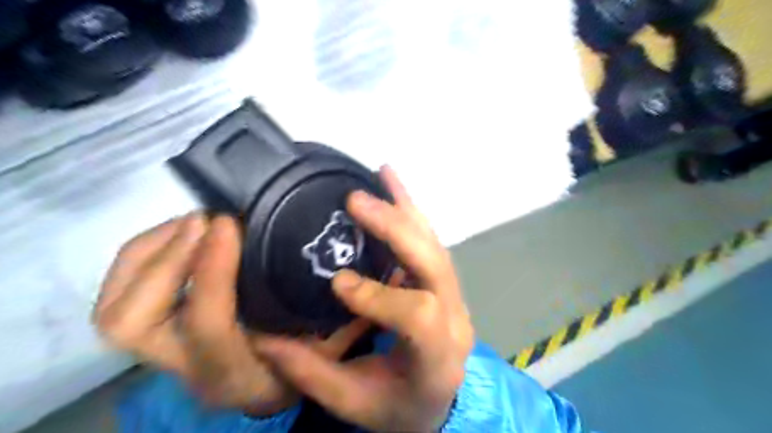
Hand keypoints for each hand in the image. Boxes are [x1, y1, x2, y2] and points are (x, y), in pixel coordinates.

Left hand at [93, 215, 370, 413]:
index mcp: (233, 372)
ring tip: (194, 221)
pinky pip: (119, 296)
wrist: (259, 390)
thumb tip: (378, 271)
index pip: (206, 324)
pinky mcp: (151, 335)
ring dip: (151, 252)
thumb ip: (348, 316)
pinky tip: (181, 233)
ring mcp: (158, 354)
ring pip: (116, 309)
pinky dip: (143, 255)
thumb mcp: (329, 350)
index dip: (211, 270)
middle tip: (205, 219)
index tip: (231, 222)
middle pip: (132, 323)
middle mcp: (184, 369)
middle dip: (164, 261)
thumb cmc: (296, 369)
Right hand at [256, 165, 473, 432]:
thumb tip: (263, 338)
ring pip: (434, 245)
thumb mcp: (353, 402)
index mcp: (437, 357)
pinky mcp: (445, 282)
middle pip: (433, 265)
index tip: (337, 282)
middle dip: (395, 230)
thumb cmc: (397, 407)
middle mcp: (455, 319)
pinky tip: (395, 185)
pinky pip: (430, 240)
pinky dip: (412, 211)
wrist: (436, 403)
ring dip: (406, 209)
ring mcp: (456, 295)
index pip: (419, 315)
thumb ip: (310, 372)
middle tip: (357, 201)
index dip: (378, 294)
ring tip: (383, 176)